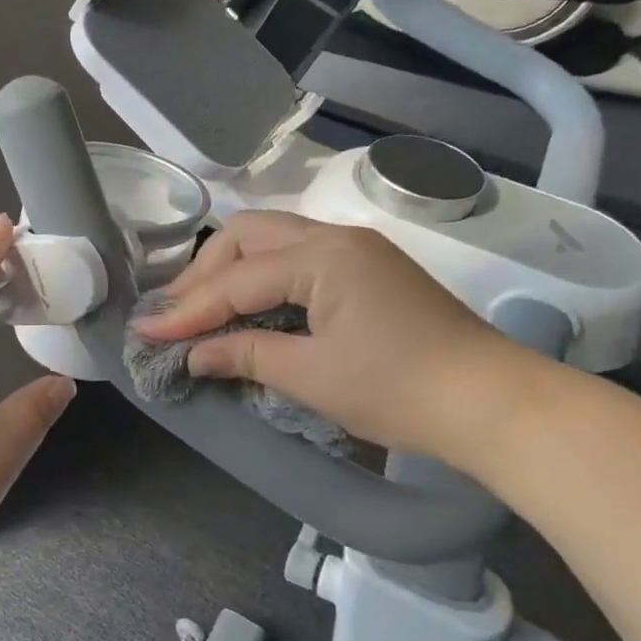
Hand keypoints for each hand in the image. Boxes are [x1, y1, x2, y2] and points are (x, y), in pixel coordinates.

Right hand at [135, 211, 542, 466]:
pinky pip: (298, 257)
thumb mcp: (311, 376)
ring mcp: (357, 249)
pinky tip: (248, 305)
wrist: (494, 405)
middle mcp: (336, 237)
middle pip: (249, 236)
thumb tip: (193, 354)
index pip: (237, 279)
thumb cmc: (399, 390)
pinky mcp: (369, 269)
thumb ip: (245, 355)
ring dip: (232, 270)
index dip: (188, 309)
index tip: (146, 331)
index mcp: (322, 256)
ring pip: (273, 240)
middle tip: (174, 313)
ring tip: (201, 308)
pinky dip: (263, 277)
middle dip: (205, 273)